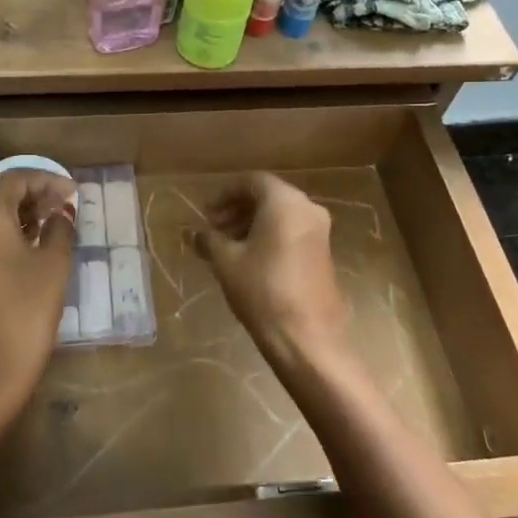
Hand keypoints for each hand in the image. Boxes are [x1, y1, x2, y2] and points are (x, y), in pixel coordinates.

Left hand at [0, 171, 76, 418]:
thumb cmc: (26, 312)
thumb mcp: (53, 267)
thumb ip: (60, 230)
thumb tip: (62, 215)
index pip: (16, 179)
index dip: (48, 180)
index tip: (74, 192)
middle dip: (31, 192)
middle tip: (63, 203)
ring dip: (18, 210)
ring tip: (52, 220)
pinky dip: (5, 229)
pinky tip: (31, 242)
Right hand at [194, 173, 351, 373]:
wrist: (305, 336)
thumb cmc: (262, 289)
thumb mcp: (226, 262)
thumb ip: (209, 240)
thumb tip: (194, 234)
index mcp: (285, 202)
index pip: (252, 181)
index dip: (225, 194)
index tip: (206, 213)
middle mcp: (308, 209)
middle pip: (268, 196)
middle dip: (238, 209)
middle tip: (214, 229)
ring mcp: (320, 232)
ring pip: (281, 215)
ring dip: (252, 224)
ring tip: (228, 246)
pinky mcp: (323, 254)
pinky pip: (292, 232)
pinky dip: (270, 236)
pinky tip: (249, 259)